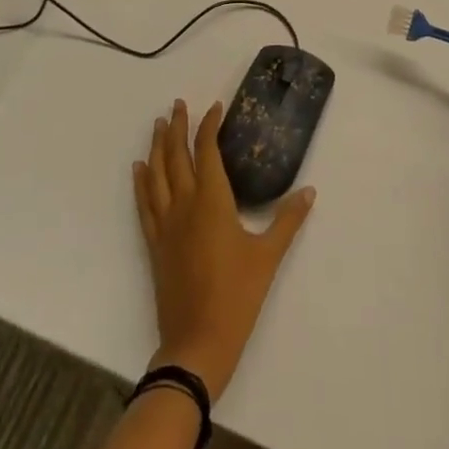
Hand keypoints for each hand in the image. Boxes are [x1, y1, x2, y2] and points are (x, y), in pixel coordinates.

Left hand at [132, 99, 315, 401]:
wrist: (197, 343)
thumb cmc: (237, 296)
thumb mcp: (268, 257)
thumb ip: (288, 220)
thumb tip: (309, 192)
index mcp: (212, 200)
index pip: (206, 150)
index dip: (209, 126)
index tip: (215, 107)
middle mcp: (184, 204)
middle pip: (176, 155)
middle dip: (177, 127)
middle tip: (177, 105)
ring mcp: (166, 224)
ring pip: (156, 174)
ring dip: (157, 146)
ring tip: (158, 125)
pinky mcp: (155, 244)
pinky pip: (144, 203)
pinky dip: (141, 182)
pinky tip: (139, 168)